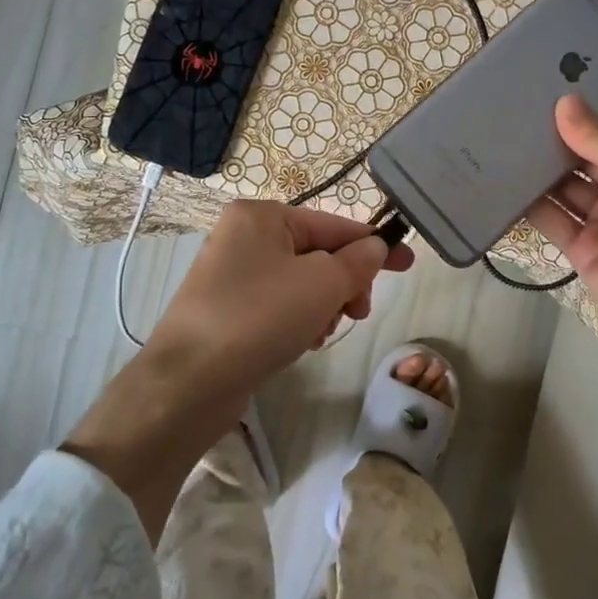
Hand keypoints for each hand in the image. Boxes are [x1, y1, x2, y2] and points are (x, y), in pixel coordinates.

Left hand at [145, 200, 413, 422]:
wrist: (189, 382)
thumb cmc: (260, 318)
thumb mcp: (322, 284)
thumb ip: (358, 262)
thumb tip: (375, 247)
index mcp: (262, 216)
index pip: (334, 225)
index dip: (374, 245)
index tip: (408, 264)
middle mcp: (243, 237)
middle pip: (318, 254)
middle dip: (344, 284)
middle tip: (356, 314)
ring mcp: (231, 274)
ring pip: (301, 283)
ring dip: (323, 306)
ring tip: (320, 334)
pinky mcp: (227, 309)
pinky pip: (279, 305)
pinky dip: (298, 320)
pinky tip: (301, 343)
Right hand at [527, 95, 597, 367]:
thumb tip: (563, 103)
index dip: (593, 99)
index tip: (554, 75)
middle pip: (587, 149)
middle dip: (557, 130)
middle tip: (515, 102)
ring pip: (564, 183)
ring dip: (539, 165)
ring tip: (500, 135)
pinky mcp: (582, 247)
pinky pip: (552, 219)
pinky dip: (528, 203)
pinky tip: (500, 181)